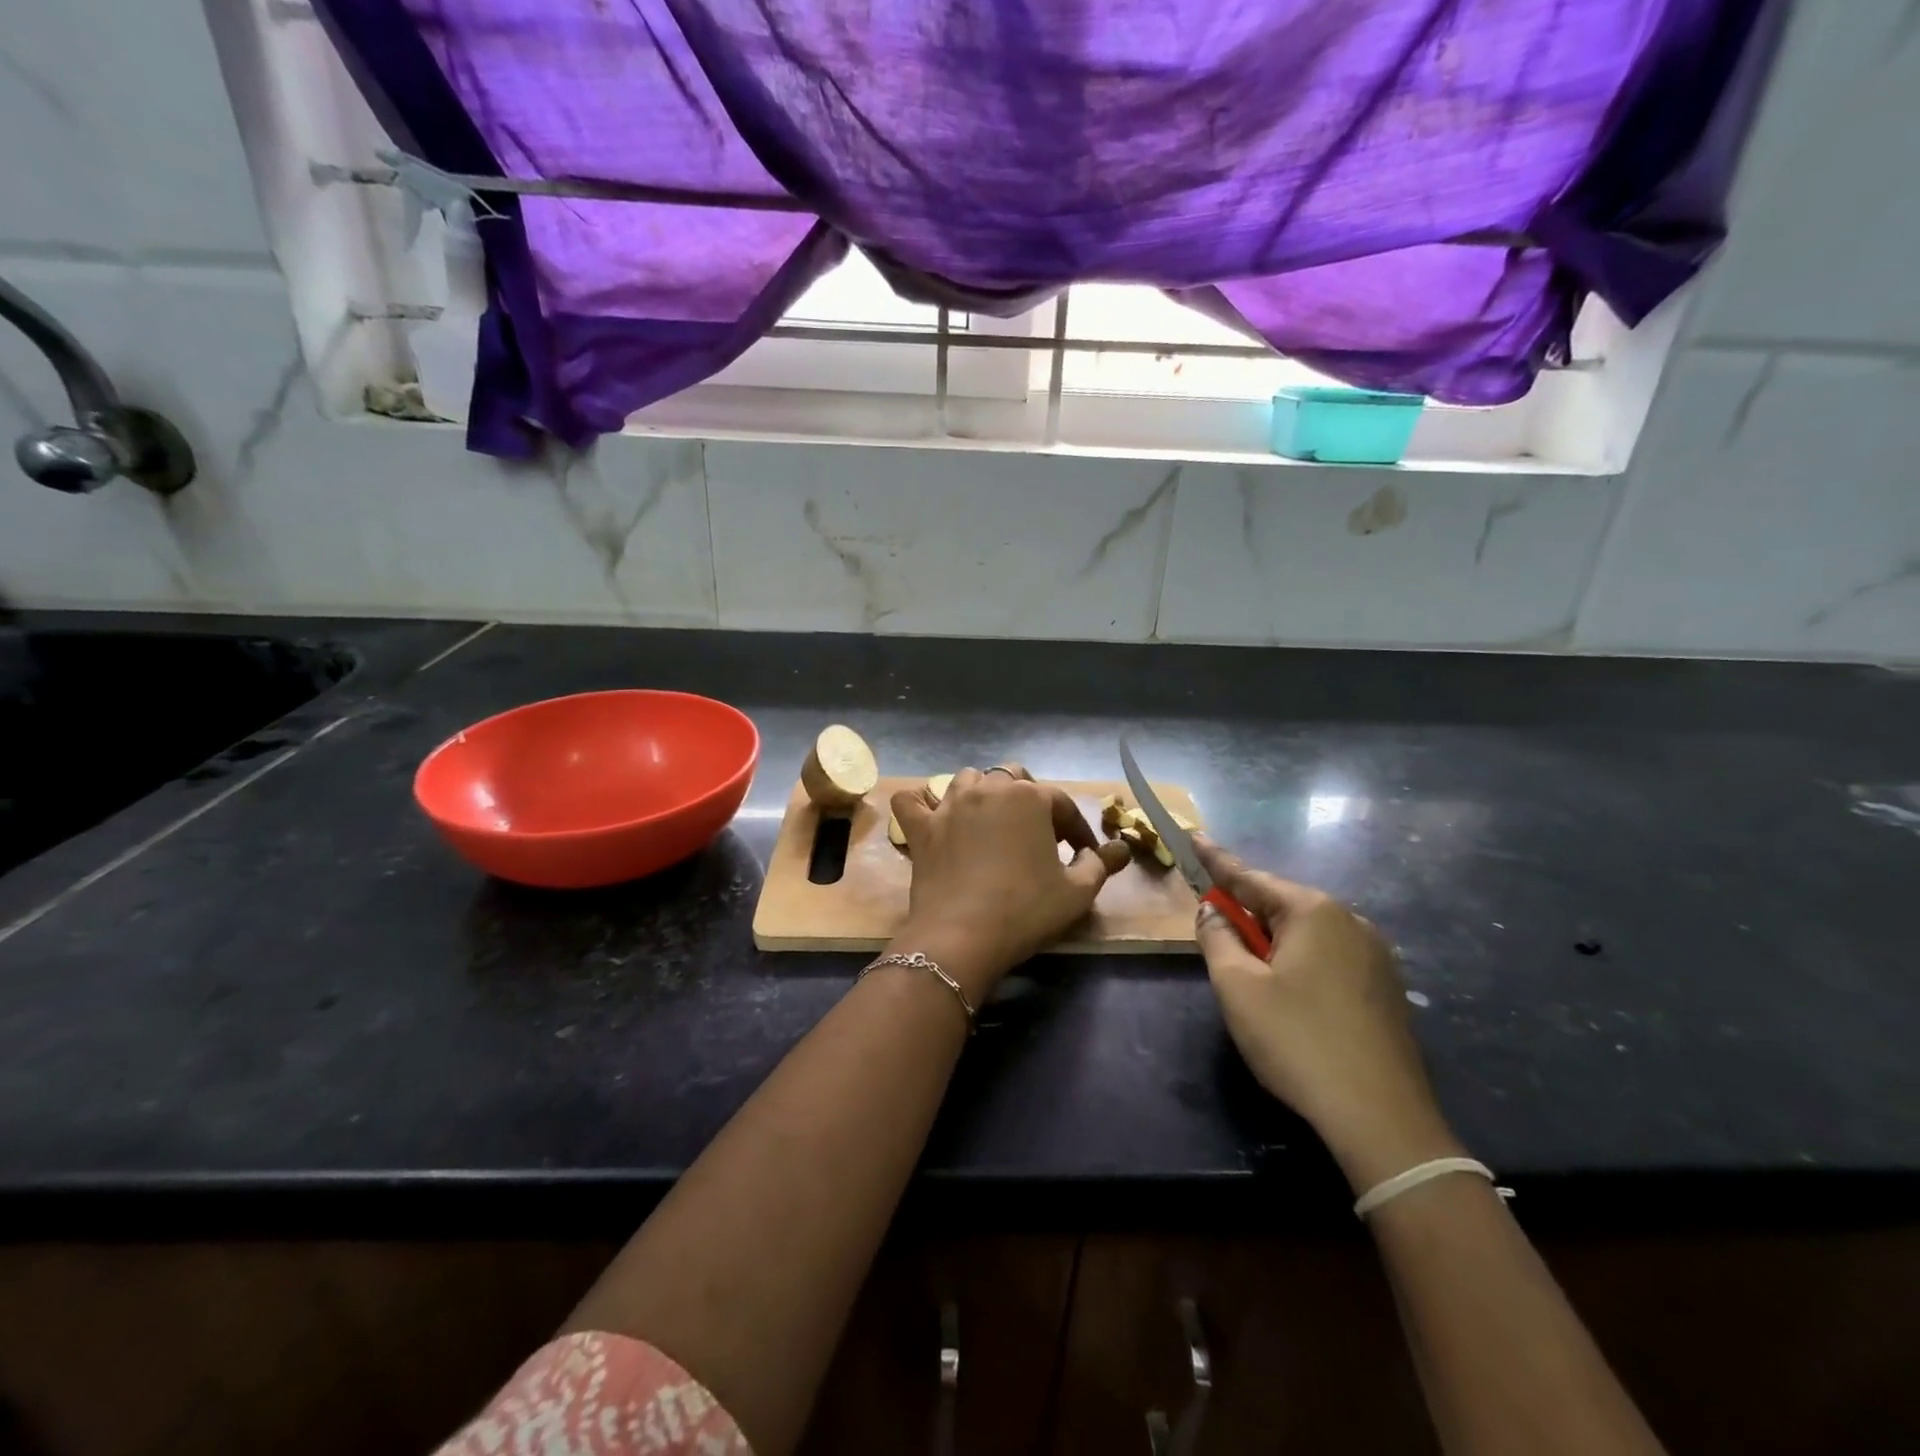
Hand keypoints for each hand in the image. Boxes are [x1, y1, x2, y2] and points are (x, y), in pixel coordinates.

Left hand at [890, 767, 1130, 997]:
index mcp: (1030, 797)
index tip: (1084, 853)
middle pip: (1013, 778)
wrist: (963, 936)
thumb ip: (1100, 865)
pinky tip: (930, 815)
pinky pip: (912, 801)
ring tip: (992, 821)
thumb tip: (1119, 850)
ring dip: (983, 793)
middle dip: (1030, 799)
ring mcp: (950, 805)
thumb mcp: (1076, 892)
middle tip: (1038, 833)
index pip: (1062, 803)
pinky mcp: (921, 828)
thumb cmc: (1026, 910)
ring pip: (967, 780)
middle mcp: (989, 789)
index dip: (1077, 828)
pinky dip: (920, 804)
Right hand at [1192, 837, 1461, 1190]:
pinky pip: (1329, 957)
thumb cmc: (1297, 1041)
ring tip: (1251, 975)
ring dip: (1272, 942)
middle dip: (1245, 913)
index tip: (1193, 835)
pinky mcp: (1384, 988)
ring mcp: (1375, 954)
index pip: (1249, 876)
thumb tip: (1213, 911)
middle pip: (1280, 904)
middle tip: (1215, 931)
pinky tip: (1290, 999)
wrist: (1381, 1119)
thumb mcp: (1238, 987)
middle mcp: (1349, 920)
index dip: (1214, 860)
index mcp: (1312, 911)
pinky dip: (1299, 963)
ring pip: (1306, 933)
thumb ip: (1217, 938)